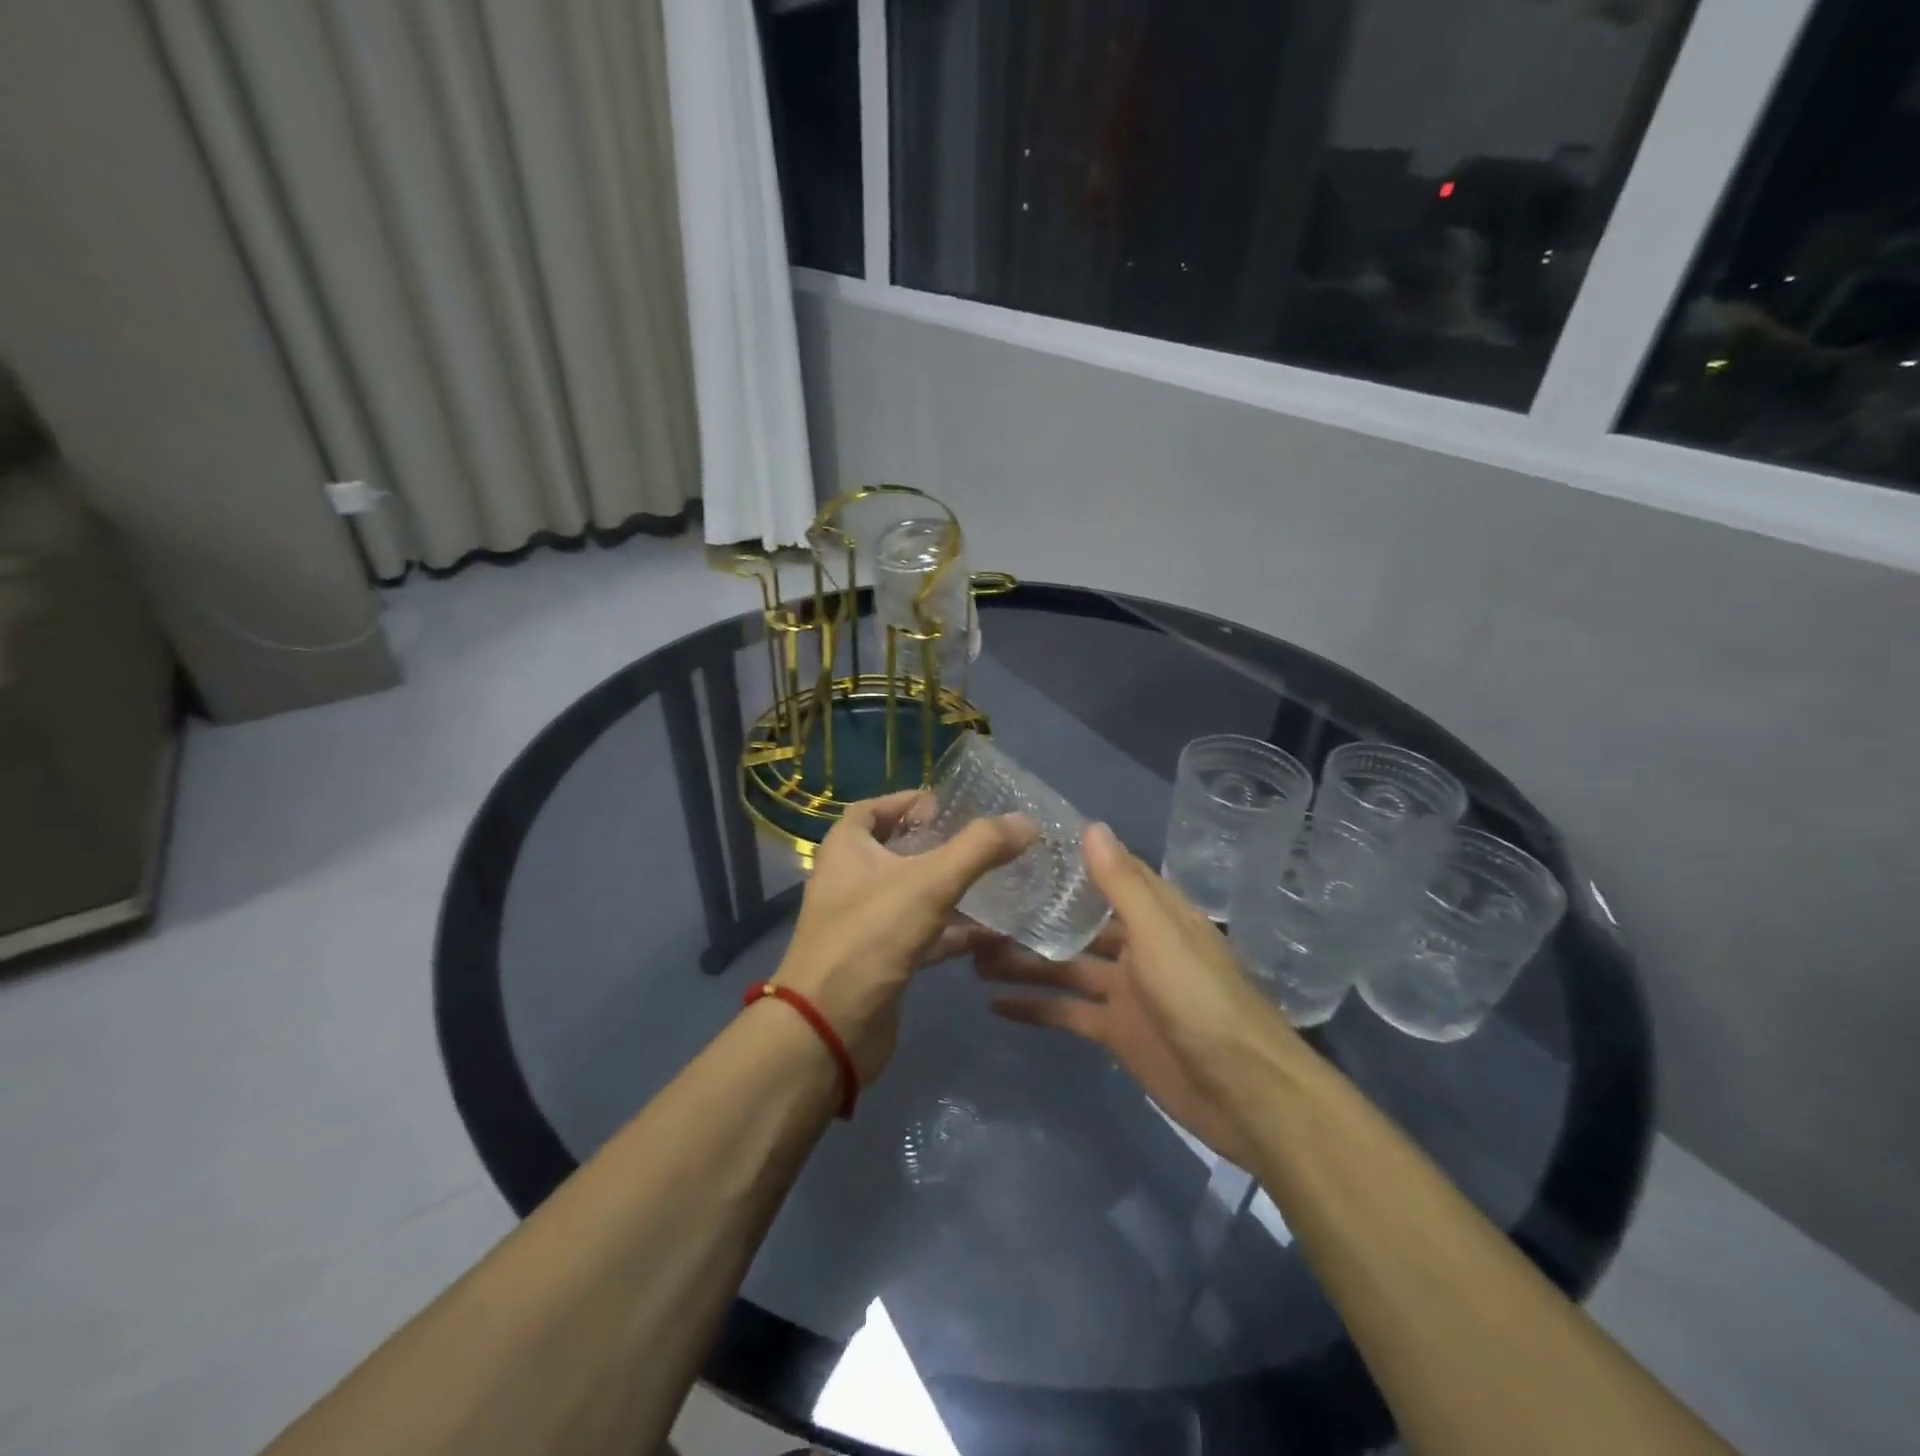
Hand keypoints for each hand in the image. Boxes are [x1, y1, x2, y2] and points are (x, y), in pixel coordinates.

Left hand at [774, 791, 1036, 1084]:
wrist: (829, 1029)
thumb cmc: (870, 937)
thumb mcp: (929, 883)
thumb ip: (979, 848)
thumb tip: (1027, 822)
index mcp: (847, 848)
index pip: (873, 808)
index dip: (908, 801)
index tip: (949, 804)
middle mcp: (851, 879)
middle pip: (897, 850)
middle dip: (939, 844)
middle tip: (984, 841)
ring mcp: (865, 922)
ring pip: (914, 894)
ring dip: (952, 888)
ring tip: (999, 881)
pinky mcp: (882, 960)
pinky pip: (923, 934)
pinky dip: (954, 932)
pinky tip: (994, 934)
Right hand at [976, 823, 1296, 1167]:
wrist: (1243, 1094)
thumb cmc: (1201, 1000)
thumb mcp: (1159, 935)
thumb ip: (1122, 885)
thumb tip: (1091, 826)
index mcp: (1155, 915)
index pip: (1108, 875)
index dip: (1070, 861)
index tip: (1021, 847)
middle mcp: (1137, 945)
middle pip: (1078, 923)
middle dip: (1036, 916)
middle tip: (980, 907)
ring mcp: (1125, 990)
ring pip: (1065, 966)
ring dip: (1025, 961)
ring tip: (973, 954)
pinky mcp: (1115, 1031)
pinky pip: (1067, 1011)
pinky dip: (1034, 1007)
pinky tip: (994, 1004)